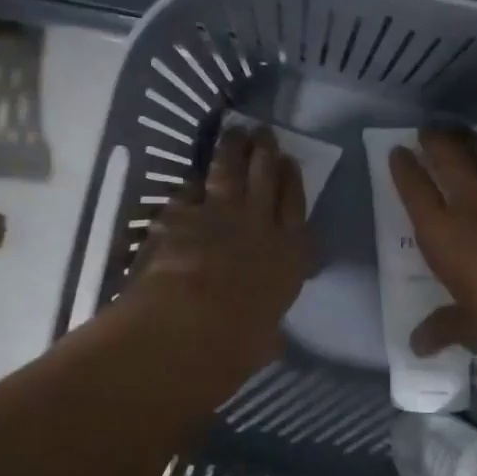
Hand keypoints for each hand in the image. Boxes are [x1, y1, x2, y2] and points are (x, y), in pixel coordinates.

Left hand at [127, 125, 312, 373]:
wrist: (190, 324)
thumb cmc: (237, 343)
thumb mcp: (264, 341)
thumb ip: (268, 333)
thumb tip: (270, 340)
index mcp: (288, 256)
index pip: (296, 207)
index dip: (292, 182)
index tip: (290, 162)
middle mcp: (258, 225)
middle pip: (266, 178)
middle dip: (266, 152)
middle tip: (264, 133)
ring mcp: (218, 214)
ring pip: (230, 172)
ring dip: (233, 150)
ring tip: (235, 132)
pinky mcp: (180, 214)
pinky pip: (188, 191)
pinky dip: (191, 184)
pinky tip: (192, 176)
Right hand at [389, 128, 476, 382]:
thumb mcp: (473, 331)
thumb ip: (443, 328)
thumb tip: (417, 346)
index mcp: (445, 234)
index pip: (415, 190)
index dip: (404, 168)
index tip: (398, 151)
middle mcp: (476, 204)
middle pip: (450, 156)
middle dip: (436, 139)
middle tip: (430, 130)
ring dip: (474, 143)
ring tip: (466, 136)